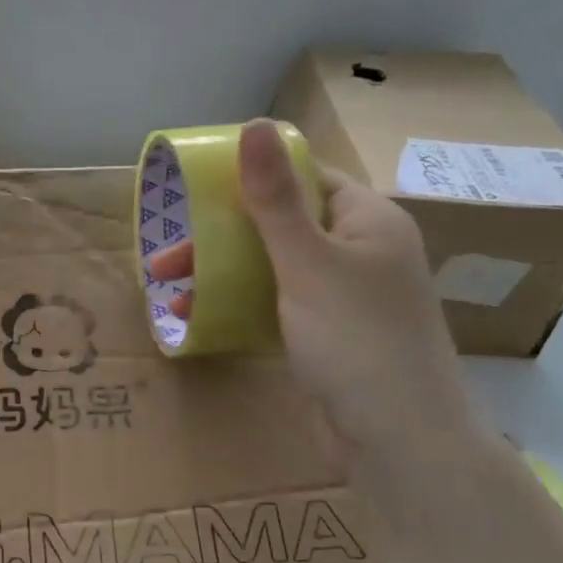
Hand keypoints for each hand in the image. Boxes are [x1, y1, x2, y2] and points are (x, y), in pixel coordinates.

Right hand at [147, 118, 480, 472]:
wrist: (396, 437)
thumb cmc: (355, 339)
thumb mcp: (308, 262)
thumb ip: (275, 199)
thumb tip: (252, 125)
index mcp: (367, 220)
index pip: (305, 177)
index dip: (252, 177)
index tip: (195, 191)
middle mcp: (358, 252)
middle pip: (280, 226)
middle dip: (220, 238)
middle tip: (166, 259)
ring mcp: (342, 298)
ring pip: (272, 269)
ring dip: (222, 275)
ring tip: (170, 291)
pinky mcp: (326, 336)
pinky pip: (275, 307)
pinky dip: (240, 307)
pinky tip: (199, 318)